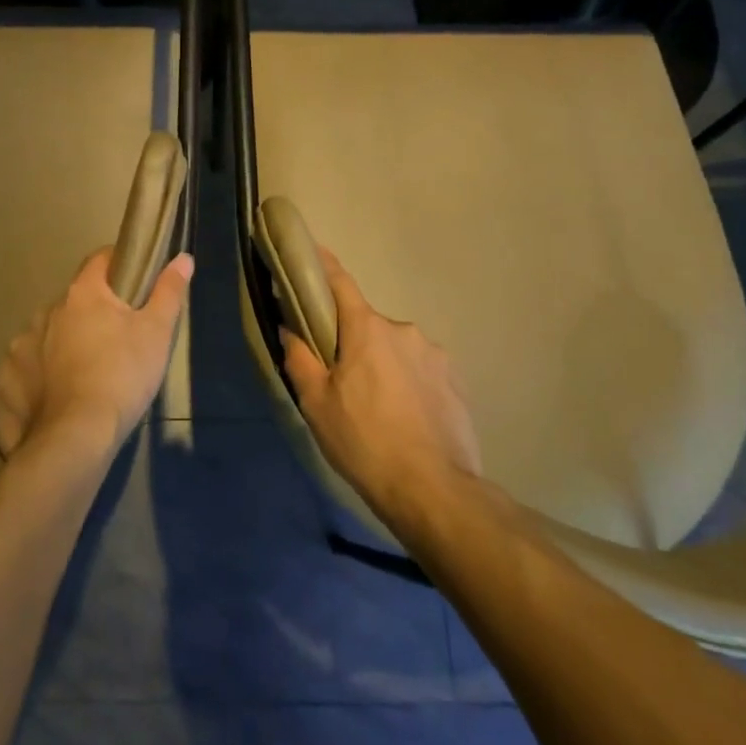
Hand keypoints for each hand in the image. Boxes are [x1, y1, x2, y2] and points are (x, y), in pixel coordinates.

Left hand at [0, 248, 192, 459]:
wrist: (75, 440)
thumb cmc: (122, 377)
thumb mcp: (157, 333)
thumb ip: (169, 291)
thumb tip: (183, 258)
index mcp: (82, 294)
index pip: (100, 260)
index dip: (118, 265)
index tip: (133, 282)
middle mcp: (45, 312)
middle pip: (74, 303)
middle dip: (91, 315)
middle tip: (114, 342)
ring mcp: (19, 347)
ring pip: (46, 337)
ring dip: (61, 347)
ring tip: (83, 377)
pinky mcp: (2, 383)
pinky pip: (22, 372)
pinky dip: (36, 381)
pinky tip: (52, 401)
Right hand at [281, 249, 482, 526]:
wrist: (436, 493)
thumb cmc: (366, 443)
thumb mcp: (317, 404)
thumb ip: (300, 359)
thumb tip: (289, 328)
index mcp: (368, 329)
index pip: (340, 282)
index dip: (323, 264)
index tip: (311, 251)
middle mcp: (404, 330)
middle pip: (367, 325)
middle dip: (353, 343)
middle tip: (342, 380)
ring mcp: (435, 355)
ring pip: (396, 350)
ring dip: (383, 366)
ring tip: (378, 410)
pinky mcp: (456, 382)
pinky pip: (421, 372)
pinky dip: (408, 384)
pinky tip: (406, 420)